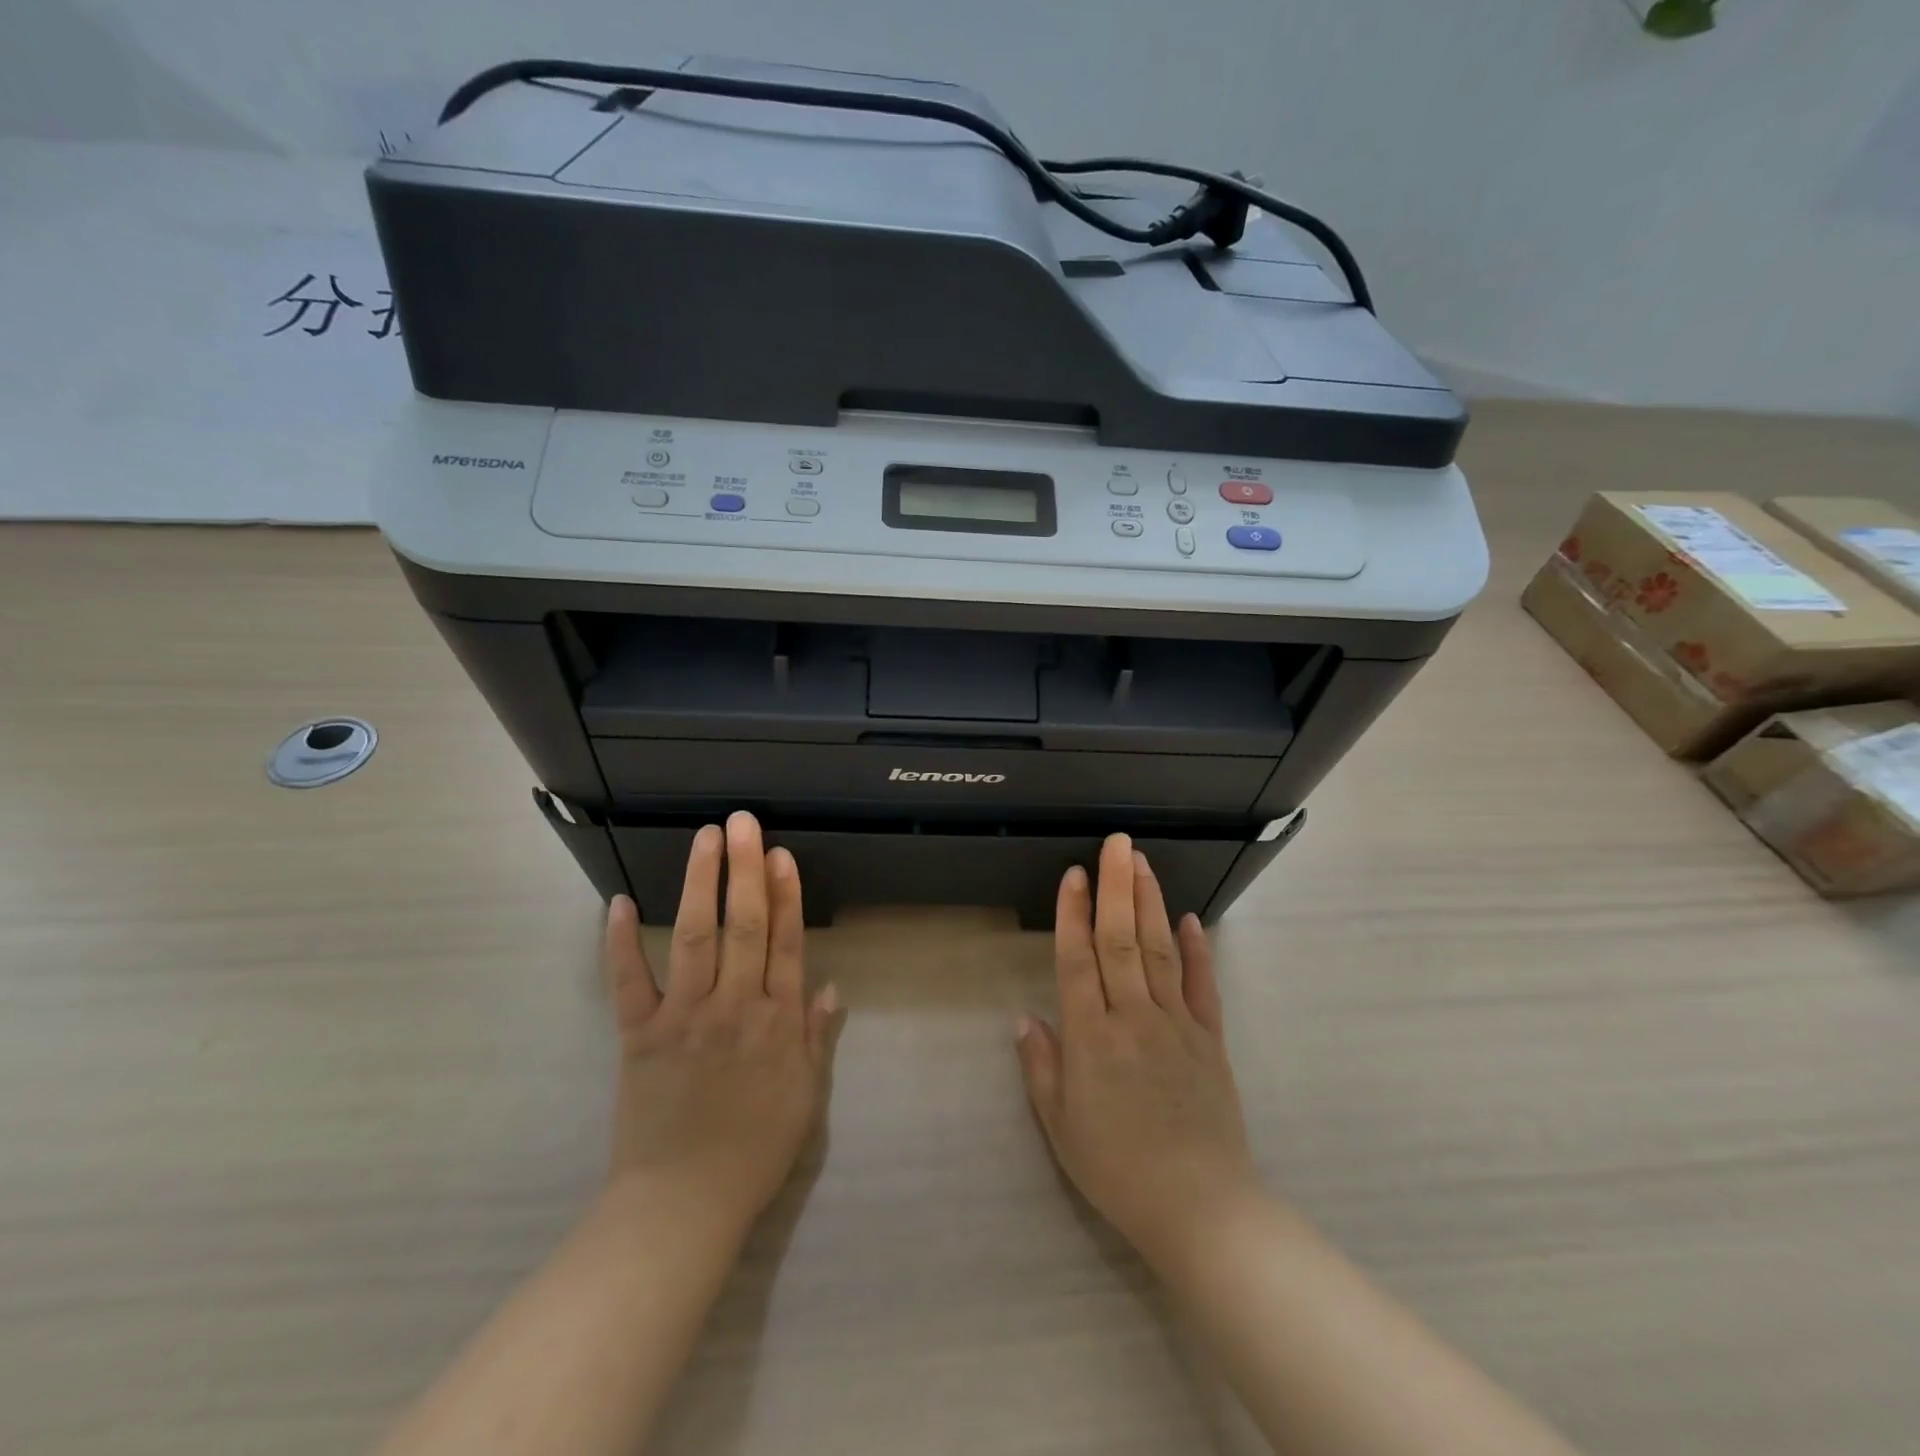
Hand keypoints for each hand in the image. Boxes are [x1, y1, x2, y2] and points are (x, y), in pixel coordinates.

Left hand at [601, 811, 836, 1234]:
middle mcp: (734, 1007)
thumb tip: (833, 986)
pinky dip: (619, 943)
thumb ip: (816, 1038)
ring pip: (695, 938)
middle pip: (744, 927)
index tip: (781, 854)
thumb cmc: (753, 1151)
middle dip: (744, 870)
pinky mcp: (638, 1036)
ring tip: (704, 838)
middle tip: (743, 822)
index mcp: (777, 1023)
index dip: (785, 895)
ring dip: (699, 884)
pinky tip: (617, 903)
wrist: (682, 1206)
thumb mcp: (805, 1097)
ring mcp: (684, 1018)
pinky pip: (627, 983)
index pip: (785, 943)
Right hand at [1016, 834, 1258, 1271]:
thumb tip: (1025, 1017)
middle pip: (1122, 940)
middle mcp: (1134, 1017)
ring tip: (1142, 863)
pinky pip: (1202, 986)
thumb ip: (1041, 1066)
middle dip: (1116, 887)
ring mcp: (1177, 1024)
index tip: (1074, 873)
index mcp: (1092, 1037)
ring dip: (1150, 903)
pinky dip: (1196, 949)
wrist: (1201, 1209)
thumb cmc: (1118, 1170)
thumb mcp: (1061, 1127)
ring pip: (1160, 950)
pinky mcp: (1210, 1039)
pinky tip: (1189, 919)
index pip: (1078, 960)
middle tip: (1117, 843)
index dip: (1072, 913)